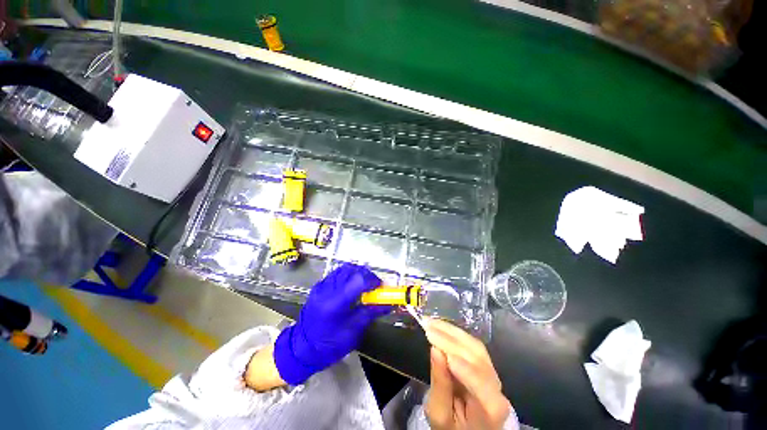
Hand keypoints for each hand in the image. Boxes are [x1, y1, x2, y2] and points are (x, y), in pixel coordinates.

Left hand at [273, 263, 391, 384]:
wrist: (302, 349)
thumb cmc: (329, 345)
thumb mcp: (353, 332)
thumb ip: (371, 313)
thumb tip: (389, 304)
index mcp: (335, 303)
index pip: (358, 280)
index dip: (372, 280)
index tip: (381, 287)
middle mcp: (327, 289)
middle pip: (352, 270)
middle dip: (367, 275)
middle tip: (374, 286)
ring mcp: (321, 285)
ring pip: (344, 268)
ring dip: (358, 273)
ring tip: (364, 286)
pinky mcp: (319, 285)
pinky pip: (337, 273)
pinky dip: (349, 275)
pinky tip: (351, 287)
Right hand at [425, 319, 512, 429]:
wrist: (466, 428)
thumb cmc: (451, 427)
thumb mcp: (440, 414)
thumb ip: (440, 384)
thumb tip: (435, 350)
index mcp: (490, 408)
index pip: (480, 383)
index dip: (461, 365)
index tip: (438, 349)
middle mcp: (497, 387)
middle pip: (476, 358)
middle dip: (450, 340)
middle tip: (427, 327)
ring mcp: (493, 373)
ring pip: (475, 346)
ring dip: (451, 332)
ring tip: (431, 322)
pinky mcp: (485, 364)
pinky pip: (472, 345)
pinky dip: (455, 334)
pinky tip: (442, 327)